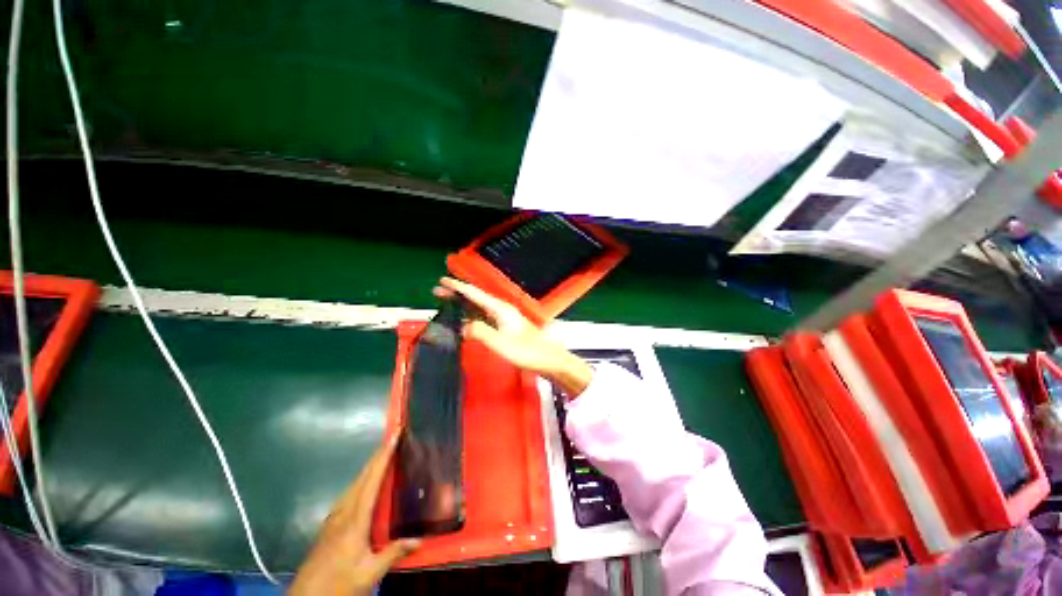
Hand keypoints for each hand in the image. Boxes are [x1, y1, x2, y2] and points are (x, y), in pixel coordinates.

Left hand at [289, 436, 418, 595]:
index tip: (394, 434)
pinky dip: (363, 480)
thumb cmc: (338, 583)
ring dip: (370, 465)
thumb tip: (419, 539)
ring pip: (355, 483)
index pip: (373, 480)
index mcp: (355, 519)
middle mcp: (343, 512)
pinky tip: (366, 485)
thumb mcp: (369, 573)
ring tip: (384, 454)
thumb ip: (393, 553)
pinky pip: (350, 493)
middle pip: (362, 476)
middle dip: (378, 454)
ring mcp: (334, 518)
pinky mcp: (330, 525)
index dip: (384, 456)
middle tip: (394, 436)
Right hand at [434, 277, 592, 396]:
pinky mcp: (506, 327)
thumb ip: (480, 332)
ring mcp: (505, 318)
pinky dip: (472, 315)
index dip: (458, 287)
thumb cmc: (526, 351)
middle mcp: (502, 310)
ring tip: (447, 303)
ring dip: (463, 304)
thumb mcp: (500, 343)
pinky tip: (466, 321)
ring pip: (480, 307)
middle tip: (438, 292)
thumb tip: (463, 325)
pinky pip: (484, 316)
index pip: (475, 294)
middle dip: (458, 294)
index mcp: (500, 309)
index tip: (442, 281)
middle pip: (476, 298)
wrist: (548, 359)